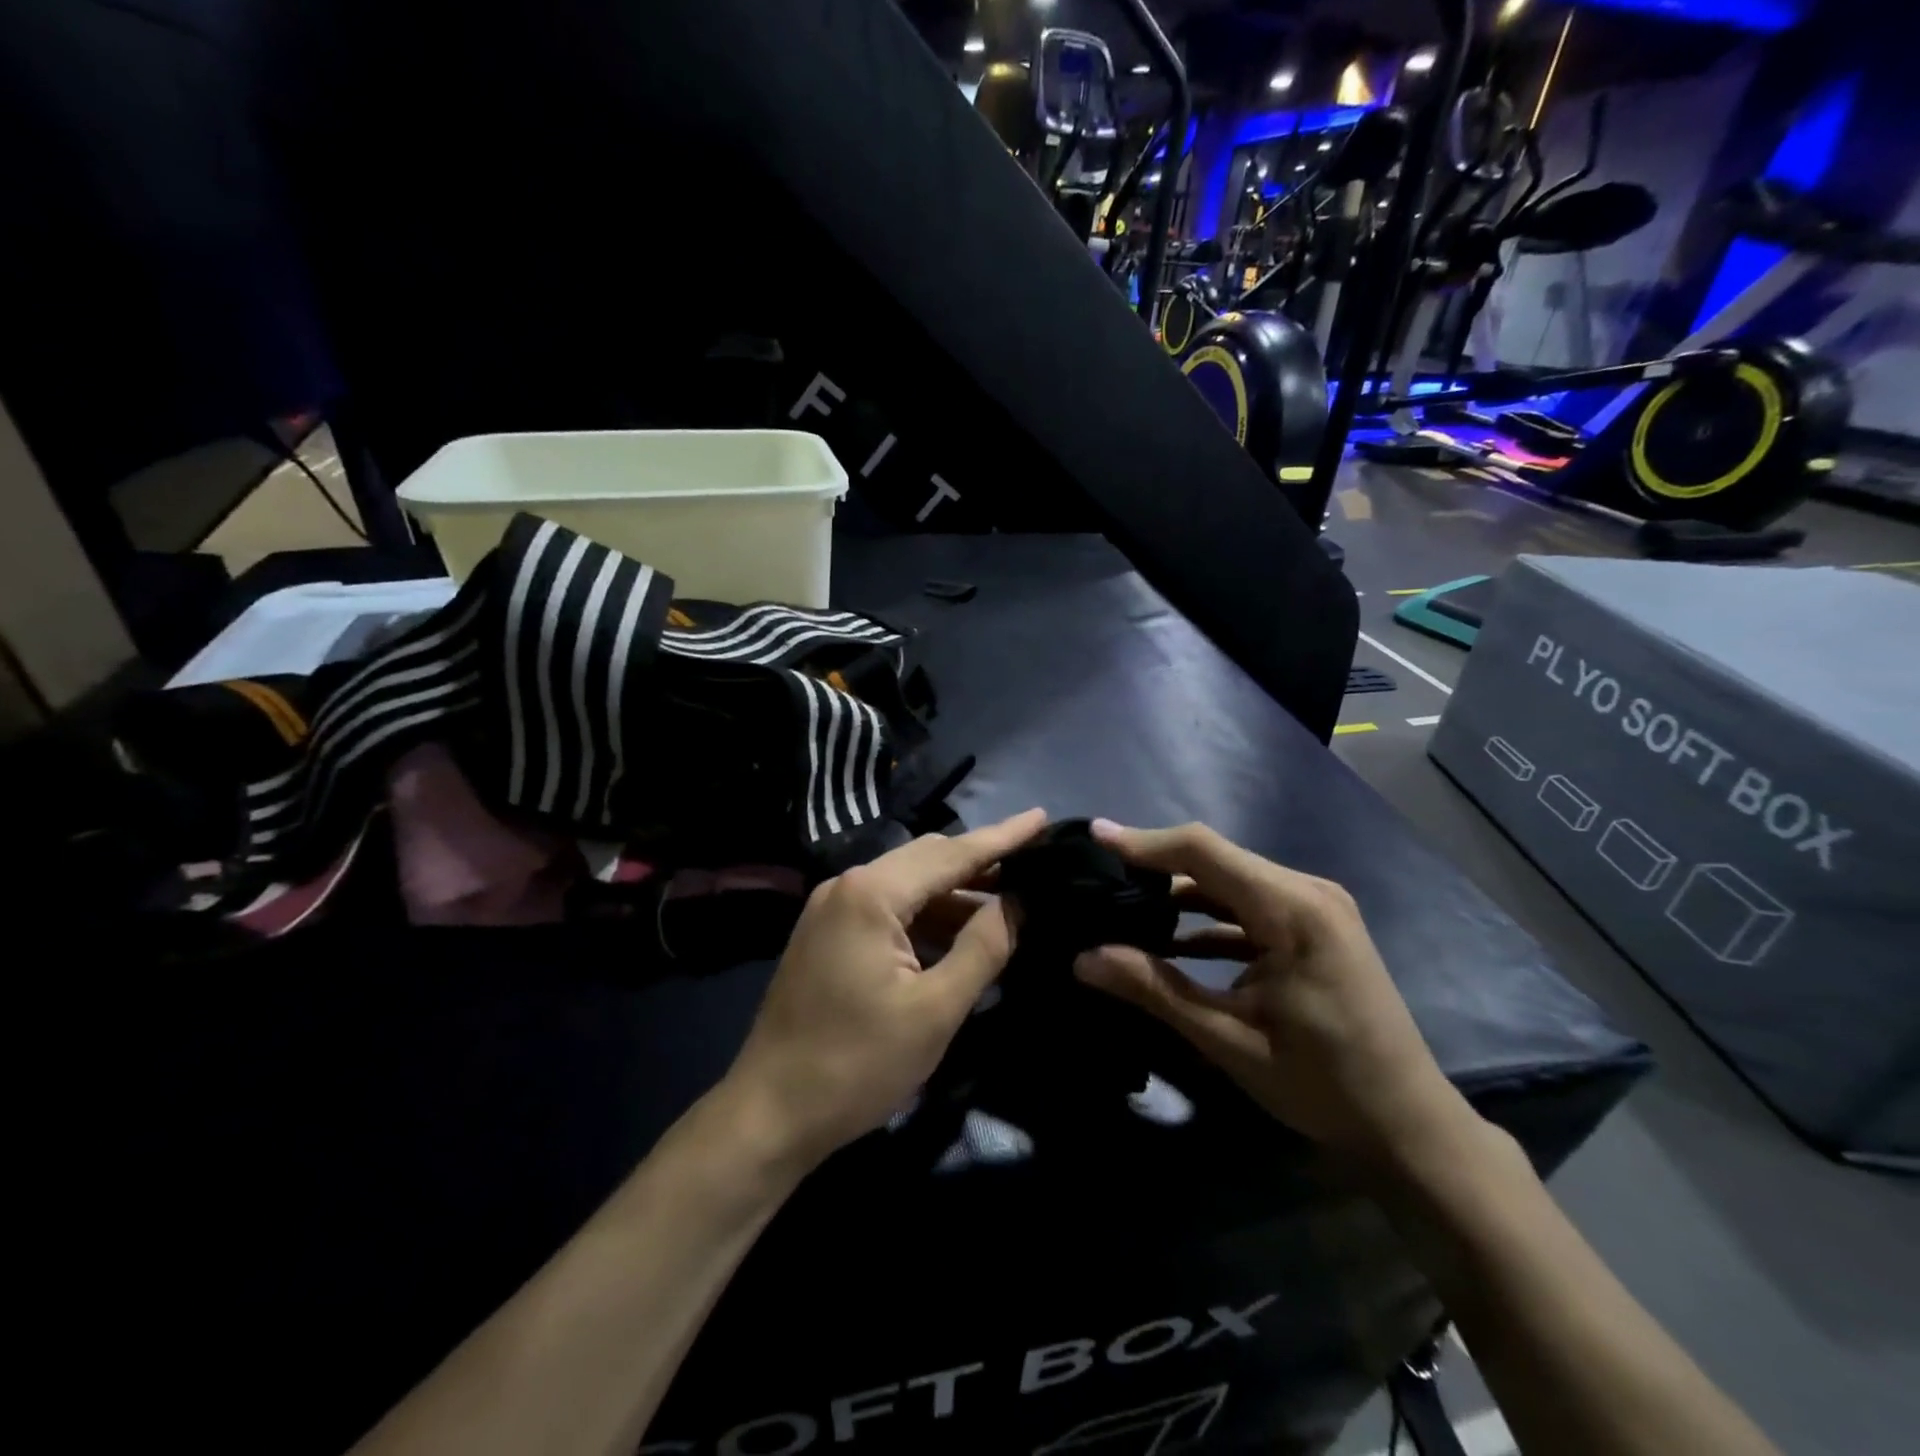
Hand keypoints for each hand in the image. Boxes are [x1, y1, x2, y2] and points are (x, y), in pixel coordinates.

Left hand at [724, 809, 1048, 1170]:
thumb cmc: (857, 1064)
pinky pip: (888, 909)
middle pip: (927, 860)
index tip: (1043, 818)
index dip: (1003, 837)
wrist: (770, 1113)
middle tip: (1034, 864)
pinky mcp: (827, 933)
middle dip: (981, 862)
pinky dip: (927, 916)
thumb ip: (983, 948)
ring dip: (955, 894)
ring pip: (908, 885)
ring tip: (1008, 901)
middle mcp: (847, 886)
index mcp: (872, 894)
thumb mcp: (935, 1010)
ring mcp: (831, 908)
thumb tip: (1017, 902)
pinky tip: (959, 932)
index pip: (952, 854)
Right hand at [1073, 820, 1472, 1165]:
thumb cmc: (1323, 1084)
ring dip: (1179, 892)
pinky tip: (1167, 939)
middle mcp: (1307, 892)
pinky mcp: (1312, 927)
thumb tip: (1082, 959)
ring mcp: (1314, 907)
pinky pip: (1247, 906)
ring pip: (1229, 881)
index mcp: (1293, 909)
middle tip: (1097, 874)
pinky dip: (1207, 918)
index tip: (1092, 835)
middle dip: (1154, 864)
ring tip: (1120, 902)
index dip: (1144, 841)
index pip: (1204, 850)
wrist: (1408, 1125)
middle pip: (1215, 858)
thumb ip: (1154, 989)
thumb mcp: (1229, 1039)